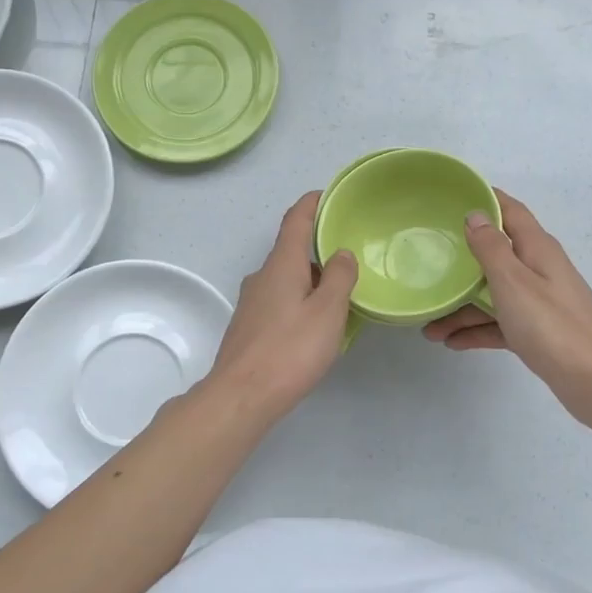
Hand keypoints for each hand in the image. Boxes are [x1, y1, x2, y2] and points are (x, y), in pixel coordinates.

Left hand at [202, 191, 357, 425]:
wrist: (241, 397)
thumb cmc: (289, 350)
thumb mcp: (327, 311)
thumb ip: (339, 277)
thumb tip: (341, 253)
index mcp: (281, 264)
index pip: (295, 219)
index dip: (313, 203)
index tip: (332, 195)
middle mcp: (262, 276)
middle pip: (291, 248)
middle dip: (318, 244)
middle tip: (350, 250)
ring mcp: (252, 302)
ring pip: (286, 277)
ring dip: (312, 276)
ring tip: (341, 290)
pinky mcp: (250, 327)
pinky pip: (280, 299)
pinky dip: (301, 298)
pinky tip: (316, 322)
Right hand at [423, 190, 591, 425]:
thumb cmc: (553, 326)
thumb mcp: (514, 282)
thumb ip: (492, 248)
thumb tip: (475, 214)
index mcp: (537, 249)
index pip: (509, 211)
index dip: (484, 200)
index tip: (450, 197)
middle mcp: (539, 269)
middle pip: (496, 254)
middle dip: (462, 260)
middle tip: (427, 261)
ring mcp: (540, 302)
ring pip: (494, 294)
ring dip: (463, 306)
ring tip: (429, 325)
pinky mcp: (538, 332)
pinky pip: (501, 323)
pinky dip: (478, 330)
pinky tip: (451, 341)